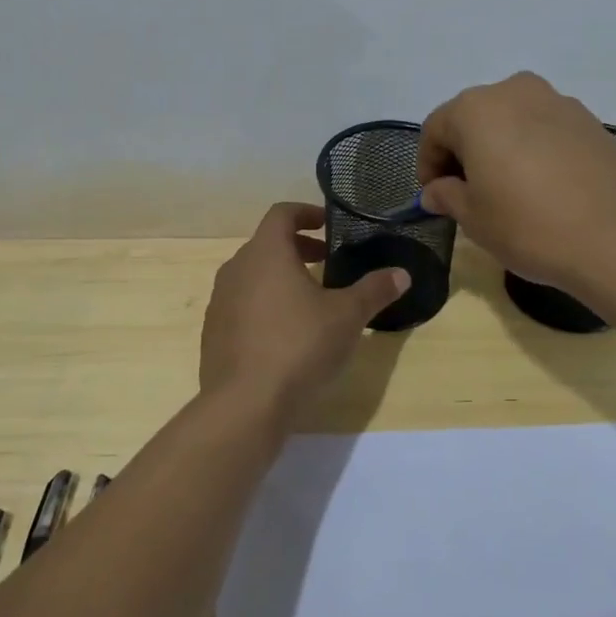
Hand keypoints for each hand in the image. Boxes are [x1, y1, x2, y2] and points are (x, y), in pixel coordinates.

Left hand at [200, 203, 410, 408]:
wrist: (244, 404)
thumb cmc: (299, 346)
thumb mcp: (347, 317)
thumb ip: (374, 290)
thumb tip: (402, 274)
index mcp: (266, 252)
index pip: (282, 213)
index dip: (306, 213)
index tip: (327, 225)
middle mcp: (236, 268)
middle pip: (266, 244)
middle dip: (297, 248)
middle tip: (326, 262)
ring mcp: (220, 301)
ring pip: (252, 275)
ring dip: (279, 277)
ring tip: (309, 299)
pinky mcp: (213, 332)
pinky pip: (241, 304)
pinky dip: (263, 305)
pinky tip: (284, 334)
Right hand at [417, 72, 615, 291]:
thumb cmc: (530, 224)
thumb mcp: (474, 218)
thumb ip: (447, 196)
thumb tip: (435, 191)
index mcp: (476, 109)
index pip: (435, 128)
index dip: (428, 163)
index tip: (434, 196)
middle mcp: (515, 91)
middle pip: (474, 118)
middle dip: (463, 152)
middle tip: (466, 193)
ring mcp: (558, 102)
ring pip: (511, 121)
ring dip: (499, 149)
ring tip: (506, 191)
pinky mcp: (590, 120)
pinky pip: (544, 130)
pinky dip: (532, 150)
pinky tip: (542, 187)